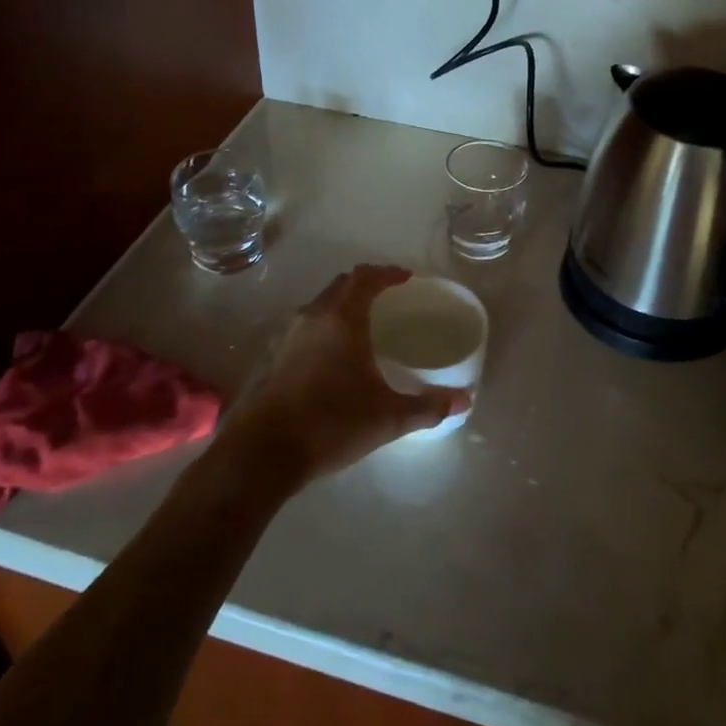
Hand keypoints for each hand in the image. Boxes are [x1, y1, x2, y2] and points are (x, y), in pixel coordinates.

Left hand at [220, 265, 470, 485]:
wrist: (261, 452)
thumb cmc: (330, 424)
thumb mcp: (387, 418)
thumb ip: (427, 407)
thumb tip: (464, 401)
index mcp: (342, 319)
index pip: (366, 278)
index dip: (387, 273)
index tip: (406, 278)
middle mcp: (312, 317)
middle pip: (341, 285)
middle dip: (365, 285)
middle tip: (387, 296)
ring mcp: (287, 336)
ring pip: (319, 306)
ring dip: (341, 306)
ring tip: (361, 325)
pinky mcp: (271, 358)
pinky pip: (304, 328)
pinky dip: (323, 328)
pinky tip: (332, 357)